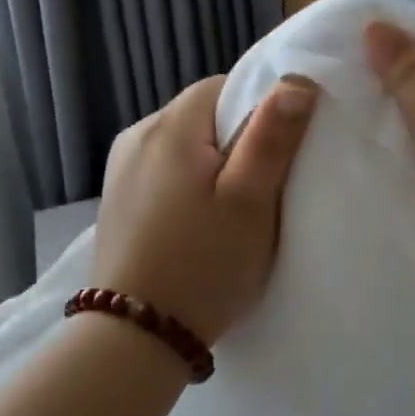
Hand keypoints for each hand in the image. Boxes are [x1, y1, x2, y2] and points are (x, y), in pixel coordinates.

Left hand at [90, 73, 318, 344]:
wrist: (136, 335)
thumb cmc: (203, 264)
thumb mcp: (250, 201)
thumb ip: (272, 136)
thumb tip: (297, 80)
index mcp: (171, 127)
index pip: (225, 86)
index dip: (262, 109)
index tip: (281, 152)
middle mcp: (139, 135)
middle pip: (205, 115)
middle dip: (239, 140)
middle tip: (265, 188)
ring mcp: (122, 169)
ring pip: (186, 145)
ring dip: (215, 164)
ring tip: (234, 209)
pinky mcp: (118, 199)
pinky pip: (165, 171)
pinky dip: (190, 185)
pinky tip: (199, 223)